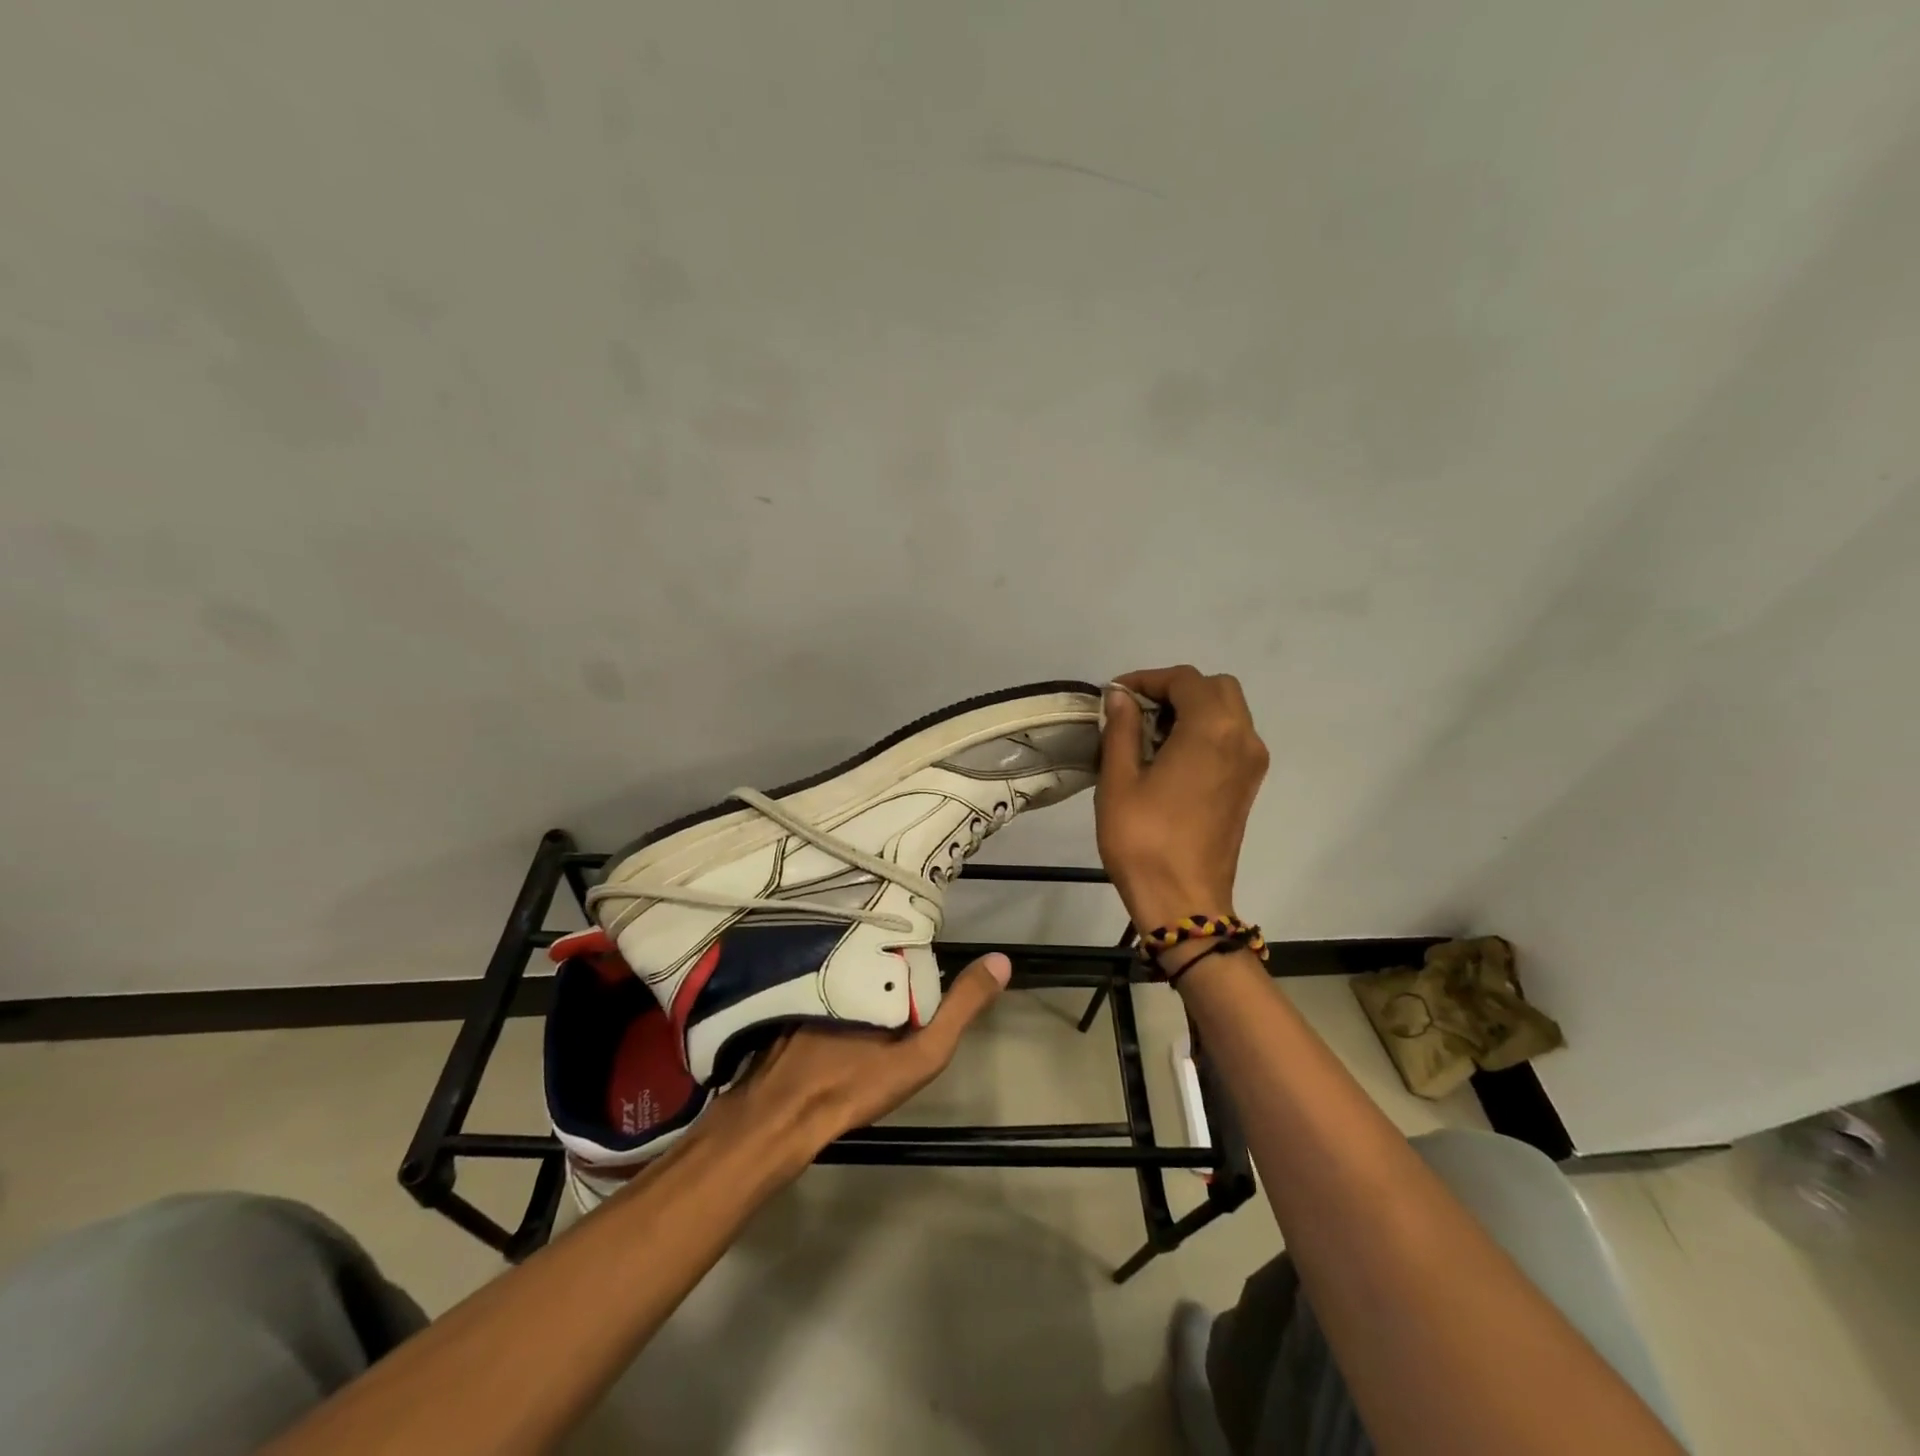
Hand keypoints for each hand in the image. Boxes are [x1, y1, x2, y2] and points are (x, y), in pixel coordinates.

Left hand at [723, 953, 1012, 1153]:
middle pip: (877, 954)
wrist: (784, 1117)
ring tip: (882, 987)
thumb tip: (1000, 961)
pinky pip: (824, 979)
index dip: (923, 951)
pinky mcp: (791, 999)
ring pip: (849, 966)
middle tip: (908, 982)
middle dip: (893, 960)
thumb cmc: (856, 1083)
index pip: (907, 946)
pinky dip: (838, 984)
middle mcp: (840, 964)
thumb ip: (961, 1007)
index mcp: (874, 970)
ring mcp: (810, 981)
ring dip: (866, 971)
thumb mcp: (923, 1052)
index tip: (932, 964)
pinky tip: (843, 1005)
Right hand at [1097, 666, 1268, 930]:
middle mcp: (1242, 738)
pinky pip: (1232, 737)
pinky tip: (1171, 755)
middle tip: (1136, 711)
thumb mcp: (1119, 780)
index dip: (1148, 679)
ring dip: (1192, 709)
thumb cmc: (1143, 839)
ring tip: (1150, 733)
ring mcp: (1252, 763)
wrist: (1182, 901)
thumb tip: (1120, 697)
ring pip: (1229, 712)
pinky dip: (1206, 731)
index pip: (1185, 680)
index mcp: (1212, 730)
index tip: (1116, 695)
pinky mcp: (1249, 785)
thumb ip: (1121, 729)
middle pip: (1215, 688)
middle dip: (1175, 690)